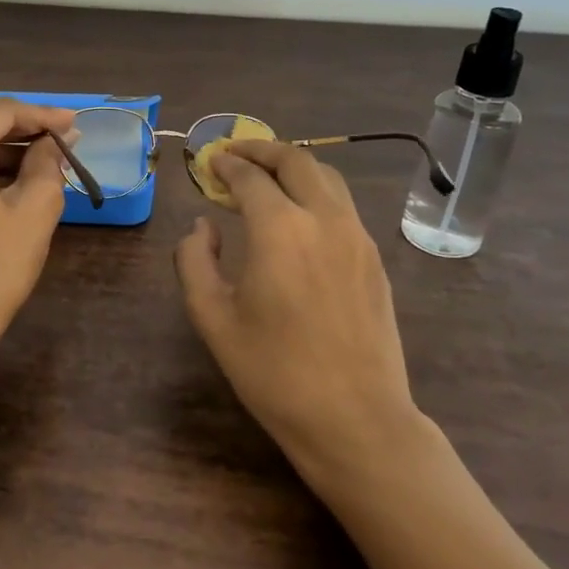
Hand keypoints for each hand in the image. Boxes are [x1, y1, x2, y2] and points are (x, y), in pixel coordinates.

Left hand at [0, 98, 76, 358]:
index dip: (43, 116)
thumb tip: (58, 140)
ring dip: (8, 152)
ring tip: (52, 159)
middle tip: (68, 140)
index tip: (77, 123)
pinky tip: (20, 176)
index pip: (1, 113)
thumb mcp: (32, 212)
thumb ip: (48, 164)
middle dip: (26, 133)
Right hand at [174, 139, 426, 489]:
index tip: (209, 162)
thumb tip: (202, 227)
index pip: (249, 177)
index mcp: (280, 229)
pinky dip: (315, 191)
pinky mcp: (374, 258)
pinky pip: (342, 205)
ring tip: (266, 176)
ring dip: (293, 166)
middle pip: (296, 160)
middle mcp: (324, 219)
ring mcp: (357, 236)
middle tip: (235, 154)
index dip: (226, 164)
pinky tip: (298, 214)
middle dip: (261, 149)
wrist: (355, 419)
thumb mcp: (212, 318)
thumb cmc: (273, 372)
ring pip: (326, 177)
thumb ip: (194, 261)